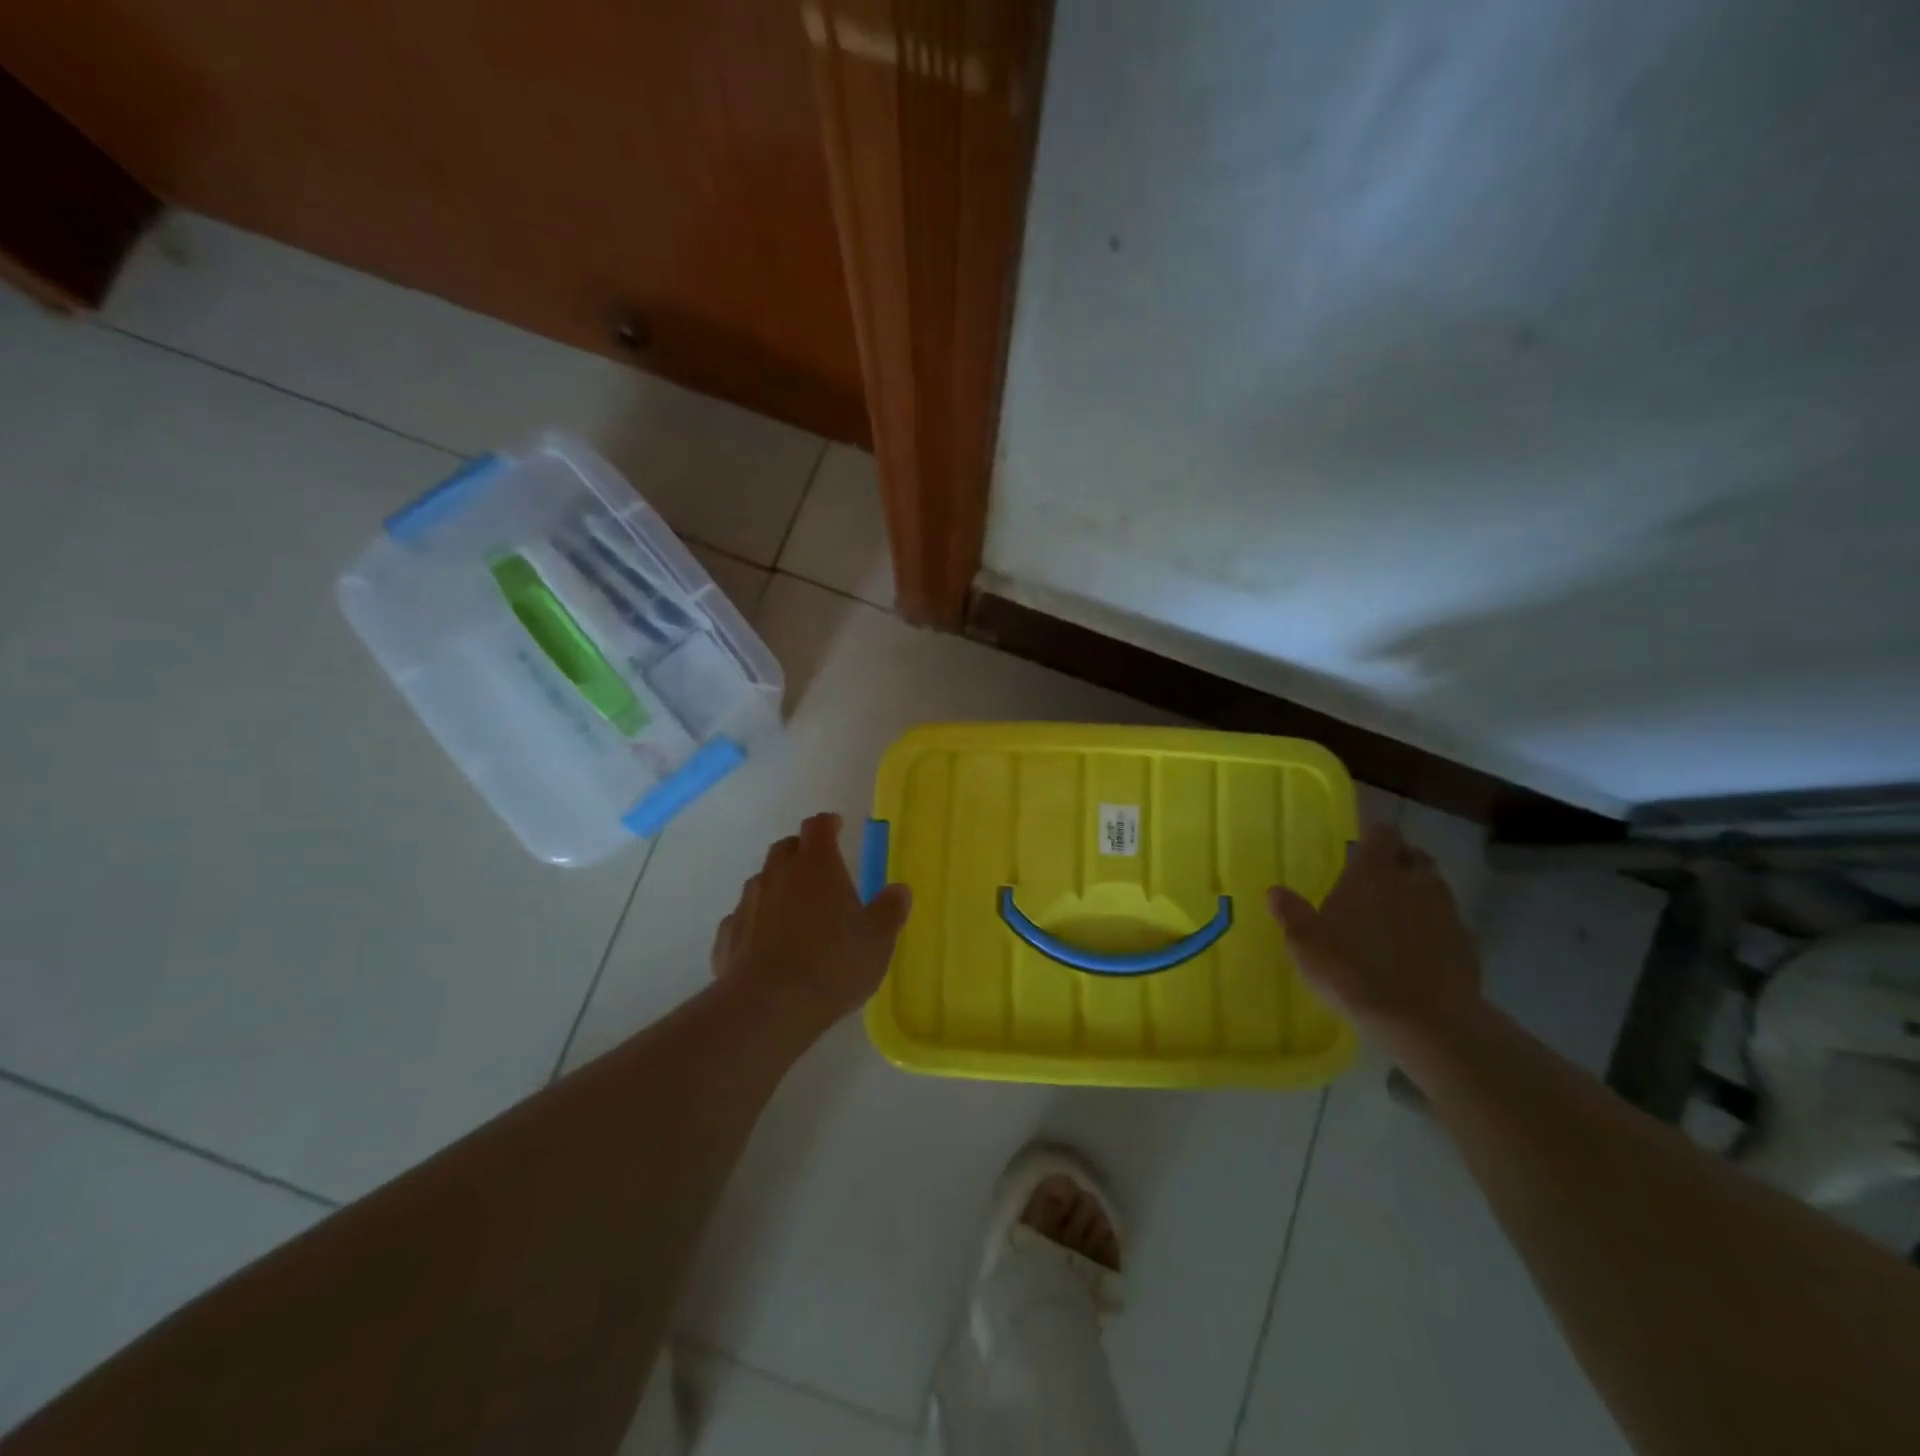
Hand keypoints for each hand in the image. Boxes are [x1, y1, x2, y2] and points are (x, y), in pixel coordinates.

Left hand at [710, 813, 912, 1029]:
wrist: (768, 1008)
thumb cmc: (833, 964)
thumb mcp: (878, 940)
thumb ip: (889, 911)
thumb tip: (899, 890)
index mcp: (817, 865)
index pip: (818, 826)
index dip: (829, 823)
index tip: (838, 826)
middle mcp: (778, 874)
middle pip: (786, 848)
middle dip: (802, 852)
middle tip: (820, 870)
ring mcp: (748, 904)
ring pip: (762, 881)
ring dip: (778, 887)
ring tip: (795, 912)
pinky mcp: (727, 936)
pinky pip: (743, 918)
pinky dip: (756, 923)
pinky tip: (766, 945)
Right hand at [1267, 823, 1482, 1038]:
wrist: (1426, 1020)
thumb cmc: (1354, 970)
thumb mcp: (1306, 944)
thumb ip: (1292, 914)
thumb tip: (1275, 891)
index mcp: (1374, 873)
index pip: (1381, 833)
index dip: (1372, 832)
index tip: (1362, 837)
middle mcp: (1414, 883)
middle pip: (1414, 856)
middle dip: (1399, 859)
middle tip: (1379, 874)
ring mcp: (1446, 913)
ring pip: (1434, 888)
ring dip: (1418, 892)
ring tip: (1396, 911)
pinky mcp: (1466, 946)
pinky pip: (1448, 924)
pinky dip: (1433, 927)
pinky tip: (1417, 947)